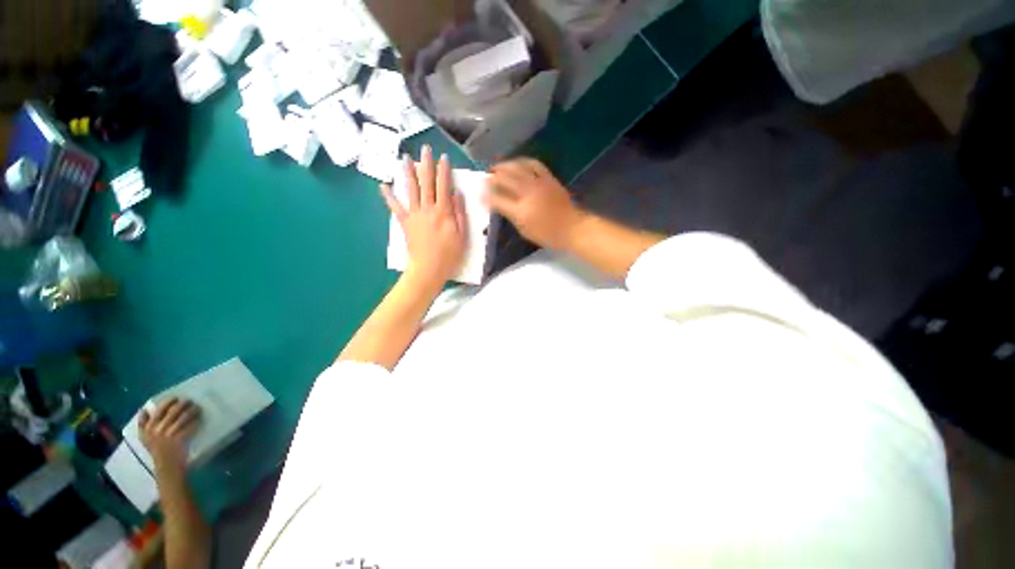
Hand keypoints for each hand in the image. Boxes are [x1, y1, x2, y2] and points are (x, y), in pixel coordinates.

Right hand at [139, 398, 201, 471]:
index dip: (169, 402)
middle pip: (173, 411)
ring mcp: (168, 435)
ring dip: (192, 411)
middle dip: (184, 404)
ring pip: (183, 417)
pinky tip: (200, 418)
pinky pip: (190, 426)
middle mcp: (157, 430)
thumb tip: (143, 409)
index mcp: (148, 428)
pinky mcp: (179, 440)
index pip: (159, 410)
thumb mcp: (145, 438)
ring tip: (197, 408)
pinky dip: (196, 421)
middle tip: (190, 401)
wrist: (166, 467)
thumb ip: (143, 424)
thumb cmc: (157, 451)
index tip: (176, 398)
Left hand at [381, 145, 467, 286]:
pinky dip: (389, 196)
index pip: (444, 186)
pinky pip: (395, 207)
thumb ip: (459, 214)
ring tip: (405, 158)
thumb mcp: (462, 236)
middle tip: (425, 149)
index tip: (444, 158)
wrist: (428, 269)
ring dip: (408, 173)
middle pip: (427, 183)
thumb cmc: (449, 255)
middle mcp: (427, 209)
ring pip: (411, 190)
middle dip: (426, 165)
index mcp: (443, 212)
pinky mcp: (405, 223)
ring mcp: (414, 215)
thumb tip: (456, 194)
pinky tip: (383, 185)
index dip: (444, 171)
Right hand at [484, 159, 586, 249]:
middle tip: (485, 178)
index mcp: (521, 211)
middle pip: (505, 179)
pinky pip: (534, 163)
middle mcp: (528, 194)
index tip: (478, 195)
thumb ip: (510, 216)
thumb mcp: (524, 231)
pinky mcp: (549, 178)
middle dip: (492, 177)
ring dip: (504, 165)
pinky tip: (517, 163)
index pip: (497, 200)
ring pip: (517, 167)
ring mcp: (539, 183)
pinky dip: (522, 161)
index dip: (485, 196)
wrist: (572, 228)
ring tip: (497, 167)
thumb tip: (499, 204)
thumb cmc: (548, 235)